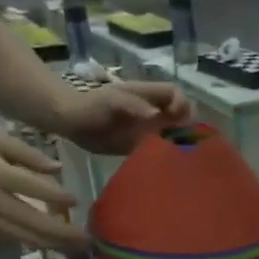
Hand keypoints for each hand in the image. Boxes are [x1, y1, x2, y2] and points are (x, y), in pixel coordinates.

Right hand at [0, 133, 82, 249]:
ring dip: (54, 244)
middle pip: (31, 221)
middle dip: (61, 232)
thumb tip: (59, 168)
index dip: (54, 195)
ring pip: (26, 237)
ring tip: (78, 246)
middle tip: (87, 237)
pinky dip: (39, 244)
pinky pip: (17, 241)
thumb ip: (28, 153)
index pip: (29, 186)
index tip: (76, 199)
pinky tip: (59, 245)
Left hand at [56, 81, 191, 155]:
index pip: (176, 94)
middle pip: (181, 113)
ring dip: (179, 142)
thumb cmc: (92, 106)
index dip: (182, 104)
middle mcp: (153, 110)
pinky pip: (160, 148)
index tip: (177, 119)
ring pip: (174, 132)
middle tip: (182, 142)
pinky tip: (166, 164)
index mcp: (148, 95)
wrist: (72, 123)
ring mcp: (148, 128)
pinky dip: (166, 155)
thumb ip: (133, 106)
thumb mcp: (112, 102)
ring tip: (179, 155)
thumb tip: (155, 116)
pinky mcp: (141, 145)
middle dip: (186, 126)